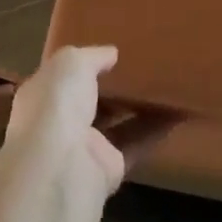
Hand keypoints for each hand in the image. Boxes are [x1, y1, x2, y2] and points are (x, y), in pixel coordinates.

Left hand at [5, 45, 172, 194]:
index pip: (60, 78)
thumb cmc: (58, 104)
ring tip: (165, 84)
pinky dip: (157, 129)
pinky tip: (180, 111)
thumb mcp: (71, 62)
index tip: (107, 53)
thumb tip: (111, 53)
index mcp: (41, 95)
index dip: (81, 66)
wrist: (62, 165)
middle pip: (89, 101)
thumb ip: (92, 56)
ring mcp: (84, 148)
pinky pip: (137, 143)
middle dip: (111, 87)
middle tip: (141, 66)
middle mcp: (58, 123)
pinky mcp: (109, 168)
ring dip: (138, 107)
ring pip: (116, 122)